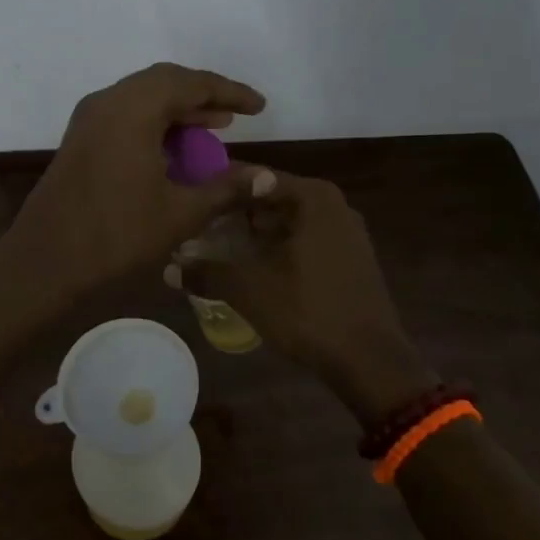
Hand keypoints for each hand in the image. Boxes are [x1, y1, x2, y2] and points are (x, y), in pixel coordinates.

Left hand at [1, 63, 267, 301]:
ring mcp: (88, 119)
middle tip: (236, 114)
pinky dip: (154, 123)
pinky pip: (124, 115)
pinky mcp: (79, 139)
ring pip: (142, 97)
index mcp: (133, 109)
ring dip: (178, 109)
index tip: (260, 108)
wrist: (44, 262)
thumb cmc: (116, 235)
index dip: (230, 92)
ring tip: (215, 127)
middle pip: (164, 81)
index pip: (191, 83)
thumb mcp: (179, 212)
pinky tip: (173, 148)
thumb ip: (226, 188)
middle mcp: (108, 102)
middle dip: (203, 95)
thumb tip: (269, 177)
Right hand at [177, 173, 427, 421]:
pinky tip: (247, 269)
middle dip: (231, 214)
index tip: (186, 200)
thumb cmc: (308, 311)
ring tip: (212, 249)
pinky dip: (273, 249)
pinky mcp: (347, 259)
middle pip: (268, 198)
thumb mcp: (249, 289)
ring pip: (284, 223)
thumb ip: (206, 271)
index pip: (253, 177)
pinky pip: (301, 241)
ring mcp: (343, 232)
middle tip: (193, 228)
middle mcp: (331, 205)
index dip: (216, 188)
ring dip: (250, 235)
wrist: (370, 362)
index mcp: (312, 197)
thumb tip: (168, 268)